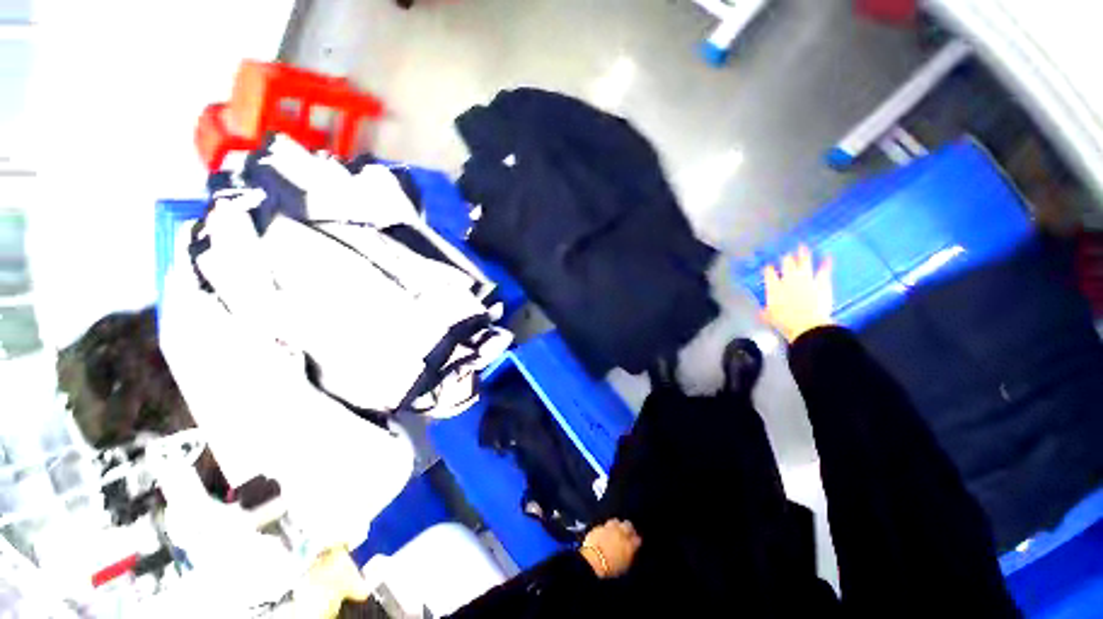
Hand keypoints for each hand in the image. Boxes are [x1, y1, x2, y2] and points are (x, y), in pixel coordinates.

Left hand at [580, 519, 640, 578]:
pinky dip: (606, 528)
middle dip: (629, 528)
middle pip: (628, 525)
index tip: (635, 542)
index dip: (636, 540)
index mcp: (629, 545)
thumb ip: (629, 555)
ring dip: (617, 525)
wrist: (593, 560)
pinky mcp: (599, 526)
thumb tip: (631, 550)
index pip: (637, 539)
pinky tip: (605, 533)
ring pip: (616, 521)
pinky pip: (605, 525)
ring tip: (615, 531)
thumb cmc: (610, 568)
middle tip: (627, 533)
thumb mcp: (624, 566)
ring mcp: (609, 527)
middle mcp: (621, 533)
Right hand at [761, 246, 833, 341]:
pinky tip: (828, 257)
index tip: (768, 267)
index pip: (769, 273)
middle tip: (786, 255)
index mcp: (774, 287)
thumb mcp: (769, 317)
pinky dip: (826, 264)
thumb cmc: (785, 322)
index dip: (769, 269)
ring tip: (803, 247)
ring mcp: (806, 279)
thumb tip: (762, 312)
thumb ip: (766, 311)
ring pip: (804, 263)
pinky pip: (823, 270)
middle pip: (786, 265)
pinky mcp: (822, 283)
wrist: (807, 324)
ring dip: (803, 254)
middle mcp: (789, 280)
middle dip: (786, 259)